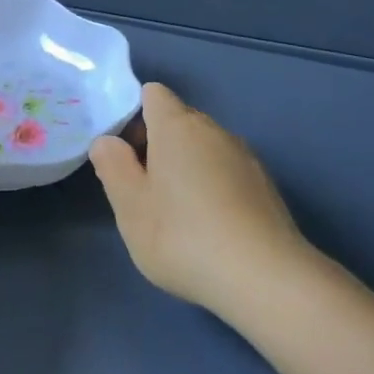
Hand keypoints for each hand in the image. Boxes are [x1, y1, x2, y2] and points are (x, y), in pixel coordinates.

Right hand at [89, 82, 309, 314]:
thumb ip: (112, 166)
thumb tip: (107, 141)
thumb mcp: (130, 206)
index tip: (125, 154)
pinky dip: (214, 186)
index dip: (134, 116)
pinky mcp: (265, 186)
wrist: (266, 279)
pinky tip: (211, 228)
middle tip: (144, 190)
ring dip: (187, 166)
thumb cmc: (184, 236)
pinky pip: (227, 171)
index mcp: (177, 125)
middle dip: (158, 144)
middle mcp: (214, 130)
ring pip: (205, 147)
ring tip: (177, 213)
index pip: (153, 94)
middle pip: (179, 119)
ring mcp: (245, 157)